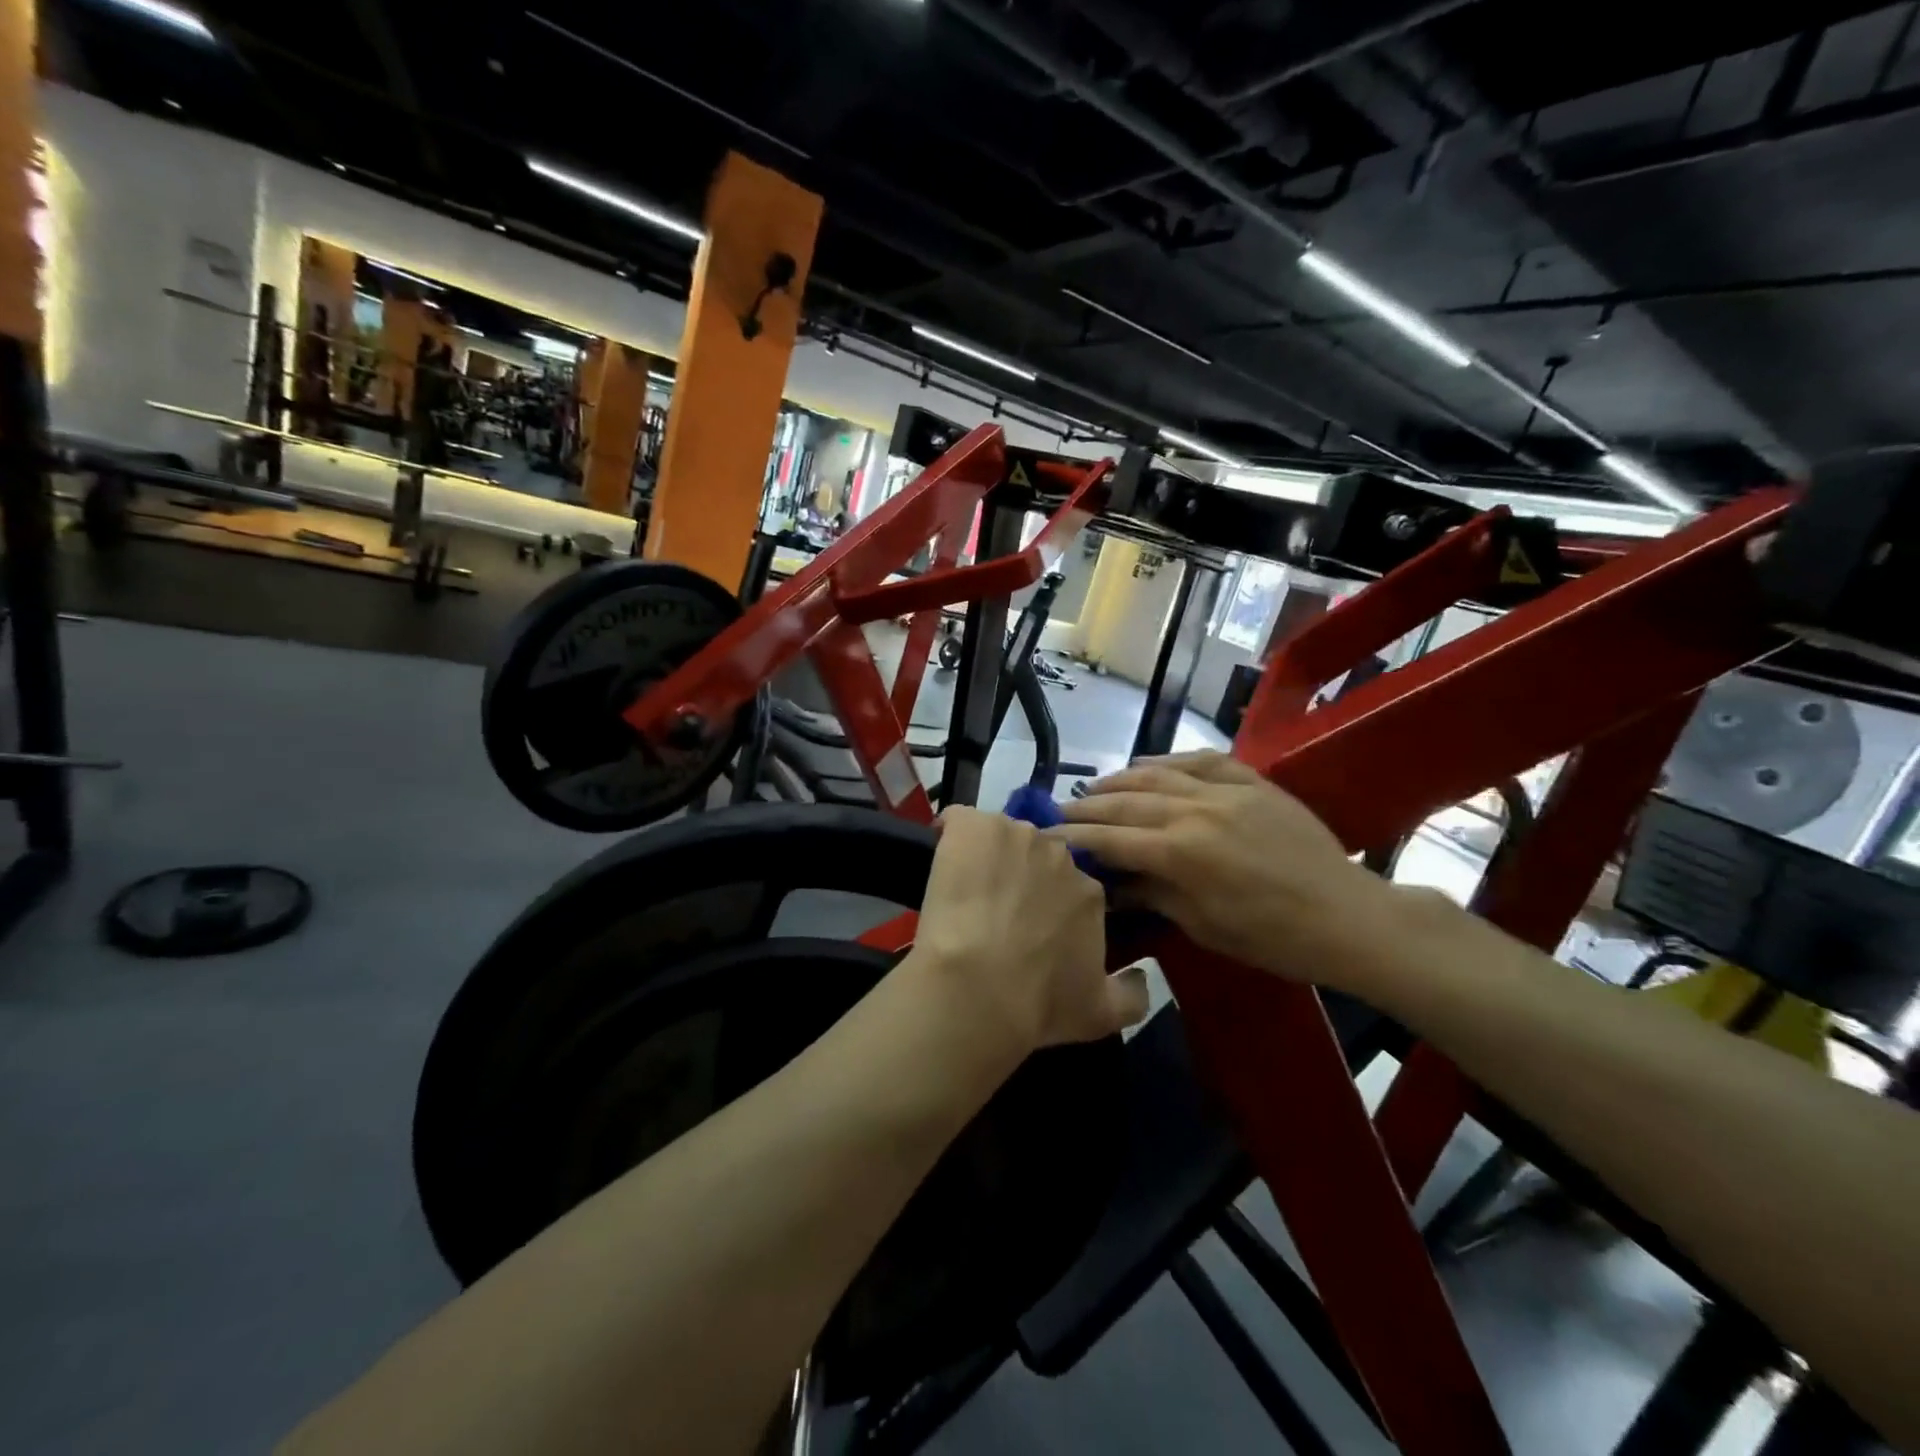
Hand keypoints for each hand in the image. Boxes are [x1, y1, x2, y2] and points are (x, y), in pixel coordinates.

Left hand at [908, 806, 1148, 1054]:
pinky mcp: (972, 827)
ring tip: (965, 892)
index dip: (1048, 903)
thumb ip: (1131, 994)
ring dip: (987, 856)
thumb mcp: (1101, 1014)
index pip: (1070, 885)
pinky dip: (951, 834)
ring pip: (1001, 837)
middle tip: (996, 911)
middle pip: (1037, 856)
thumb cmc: (1039, 1003)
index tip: (1029, 926)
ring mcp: (1014, 834)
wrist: (979, 986)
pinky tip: (942, 861)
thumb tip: (1141, 976)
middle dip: (1021, 876)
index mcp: (1088, 892)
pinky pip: (960, 821)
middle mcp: (1058, 854)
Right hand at [1055, 752, 1396, 985]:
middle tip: (1059, 811)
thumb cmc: (1273, 938)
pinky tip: (1149, 763)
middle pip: (1126, 801)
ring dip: (1120, 779)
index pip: (1111, 839)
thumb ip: (1152, 894)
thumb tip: (1110, 883)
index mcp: (1181, 853)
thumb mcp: (1203, 926)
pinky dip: (1170, 759)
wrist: (1347, 917)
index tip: (1047, 836)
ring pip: (1158, 773)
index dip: (1075, 837)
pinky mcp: (1252, 782)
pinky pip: (1202, 760)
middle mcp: (1195, 811)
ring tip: (1095, 788)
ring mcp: (1225, 790)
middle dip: (1087, 807)